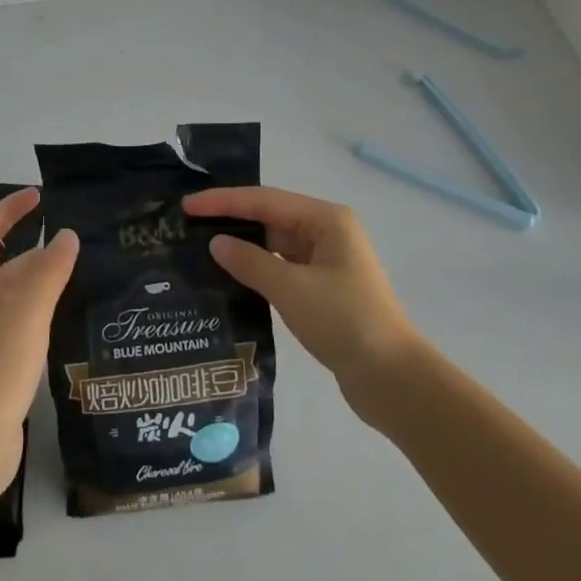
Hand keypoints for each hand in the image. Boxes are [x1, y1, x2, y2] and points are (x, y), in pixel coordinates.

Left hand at [0, 188, 77, 491]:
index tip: (38, 195)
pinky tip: (59, 312)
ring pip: (9, 288)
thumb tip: (66, 234)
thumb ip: (50, 270)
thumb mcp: (28, 310)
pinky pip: (16, 314)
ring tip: (73, 268)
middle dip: (29, 241)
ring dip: (36, 273)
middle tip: (67, 236)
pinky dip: (37, 302)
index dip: (10, 209)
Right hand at [184, 186, 422, 420]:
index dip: (223, 201)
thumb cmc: (344, 322)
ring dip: (242, 246)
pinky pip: (282, 267)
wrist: (392, 379)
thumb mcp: (291, 289)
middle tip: (187, 225)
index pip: (265, 200)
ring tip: (200, 248)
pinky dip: (257, 269)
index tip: (187, 205)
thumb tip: (216, 243)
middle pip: (270, 217)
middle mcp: (327, 232)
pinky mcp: (323, 288)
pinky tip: (229, 276)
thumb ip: (250, 262)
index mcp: (326, 219)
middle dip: (231, 219)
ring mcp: (326, 261)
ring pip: (275, 243)